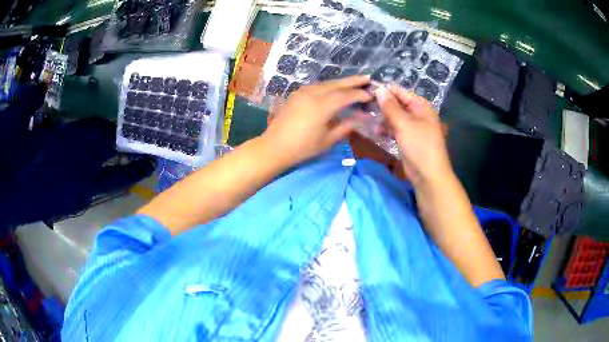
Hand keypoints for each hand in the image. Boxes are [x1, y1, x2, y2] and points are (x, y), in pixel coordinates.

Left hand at [262, 75, 372, 166]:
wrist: (274, 146)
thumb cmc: (303, 147)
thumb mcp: (328, 140)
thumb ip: (346, 126)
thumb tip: (363, 118)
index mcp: (322, 106)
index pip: (346, 96)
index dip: (360, 94)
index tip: (371, 95)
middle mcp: (312, 94)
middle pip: (337, 84)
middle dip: (353, 81)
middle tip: (368, 78)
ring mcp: (303, 92)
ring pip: (326, 83)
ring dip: (341, 82)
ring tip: (354, 82)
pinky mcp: (296, 94)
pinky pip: (317, 86)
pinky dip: (329, 86)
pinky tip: (335, 89)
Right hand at [376, 84, 452, 187]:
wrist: (428, 175)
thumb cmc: (419, 146)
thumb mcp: (404, 124)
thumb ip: (390, 106)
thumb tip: (379, 89)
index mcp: (420, 106)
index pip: (400, 92)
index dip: (384, 91)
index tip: (366, 92)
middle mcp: (417, 114)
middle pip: (396, 104)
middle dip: (382, 105)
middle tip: (363, 106)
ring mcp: (412, 127)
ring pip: (394, 117)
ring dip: (382, 119)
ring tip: (367, 120)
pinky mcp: (407, 139)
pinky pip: (395, 129)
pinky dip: (386, 130)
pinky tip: (375, 132)